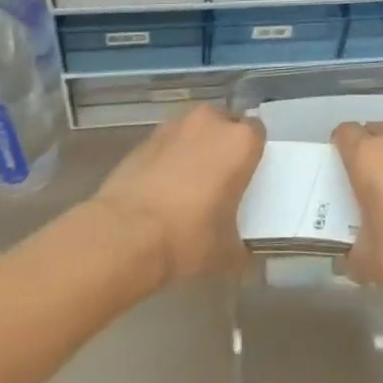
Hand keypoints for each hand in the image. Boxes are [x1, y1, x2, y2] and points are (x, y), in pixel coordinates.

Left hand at [91, 104, 263, 284]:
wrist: (125, 234)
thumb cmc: (188, 236)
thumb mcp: (226, 253)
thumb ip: (242, 249)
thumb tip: (245, 260)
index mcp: (240, 142)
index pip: (258, 133)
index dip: (252, 154)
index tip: (246, 176)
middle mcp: (211, 122)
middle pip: (225, 125)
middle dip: (223, 145)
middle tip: (220, 179)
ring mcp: (175, 126)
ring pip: (195, 130)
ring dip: (196, 147)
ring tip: (188, 183)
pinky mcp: (146, 138)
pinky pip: (168, 143)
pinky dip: (169, 157)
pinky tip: (162, 188)